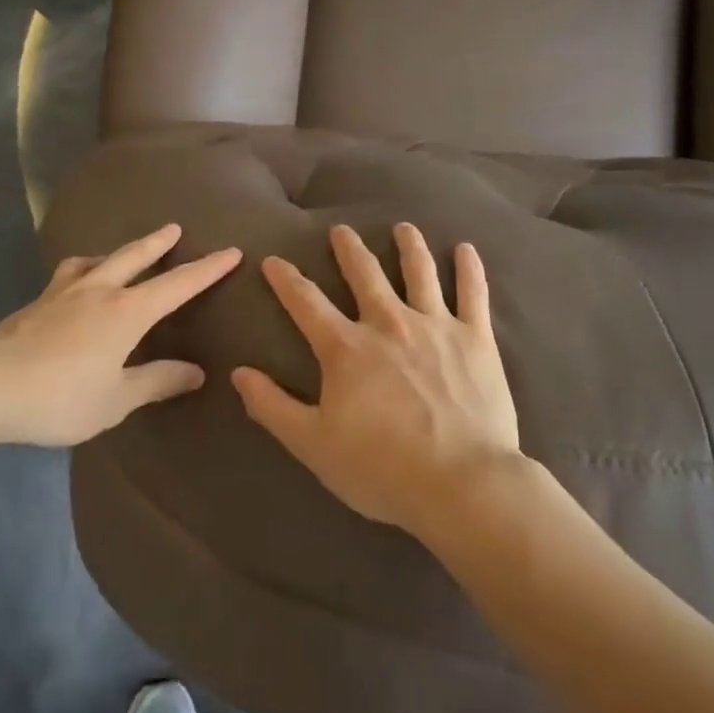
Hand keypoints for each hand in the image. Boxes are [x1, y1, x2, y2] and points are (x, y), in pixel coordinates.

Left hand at [0, 224, 240, 445]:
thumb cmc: (59, 396)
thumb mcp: (116, 399)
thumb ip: (156, 382)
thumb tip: (195, 371)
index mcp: (127, 312)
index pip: (178, 285)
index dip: (208, 269)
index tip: (232, 251)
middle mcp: (100, 290)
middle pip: (135, 256)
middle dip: (159, 242)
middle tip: (175, 228)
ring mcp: (64, 292)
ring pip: (99, 259)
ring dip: (119, 251)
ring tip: (122, 253)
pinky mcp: (37, 302)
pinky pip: (70, 274)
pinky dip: (85, 268)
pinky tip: (76, 281)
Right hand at [232, 223, 519, 535]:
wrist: (461, 484)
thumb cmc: (382, 468)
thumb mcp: (313, 444)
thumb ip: (272, 406)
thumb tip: (238, 372)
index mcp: (346, 348)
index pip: (306, 302)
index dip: (286, 279)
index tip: (273, 260)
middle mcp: (388, 324)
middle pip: (364, 275)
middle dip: (349, 249)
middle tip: (342, 230)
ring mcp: (435, 326)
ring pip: (419, 273)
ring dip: (409, 247)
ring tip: (403, 228)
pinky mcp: (475, 339)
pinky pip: (473, 294)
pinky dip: (469, 269)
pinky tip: (466, 250)